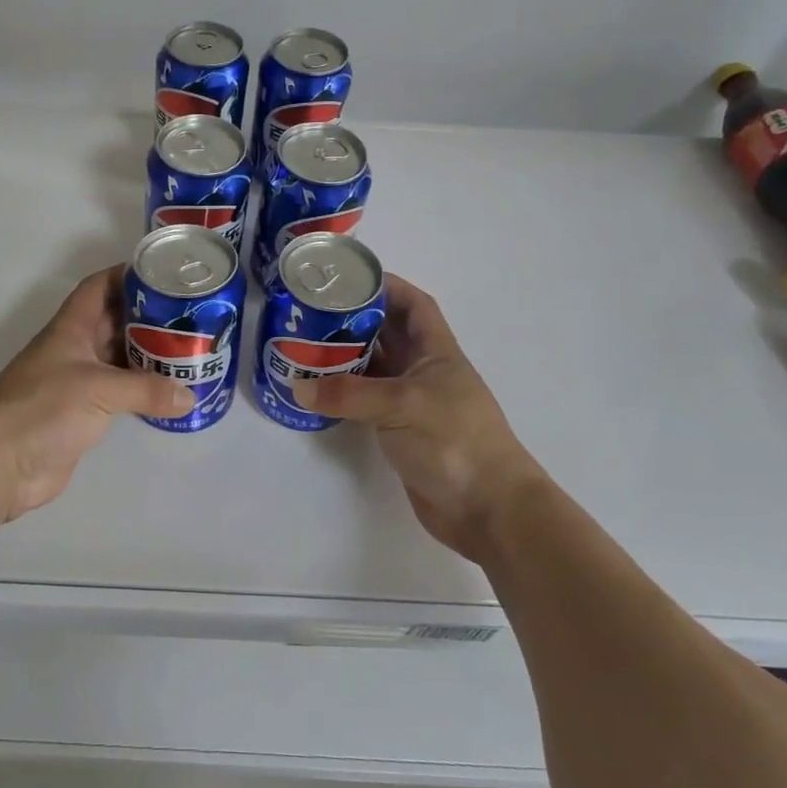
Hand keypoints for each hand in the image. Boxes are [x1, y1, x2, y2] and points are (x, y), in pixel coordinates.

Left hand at [0, 266, 192, 519]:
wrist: (0, 465)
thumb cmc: (42, 409)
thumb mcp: (98, 390)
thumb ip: (146, 390)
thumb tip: (190, 396)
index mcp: (70, 329)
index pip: (98, 288)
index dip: (126, 275)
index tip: (163, 273)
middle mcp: (74, 349)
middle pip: (114, 321)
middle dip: (148, 316)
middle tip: (189, 316)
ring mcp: (77, 382)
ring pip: (118, 358)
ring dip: (148, 354)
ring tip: (188, 350)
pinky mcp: (82, 413)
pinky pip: (118, 393)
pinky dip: (142, 390)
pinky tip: (170, 392)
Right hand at [295, 275, 549, 559]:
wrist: (487, 509)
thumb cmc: (454, 441)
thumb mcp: (402, 406)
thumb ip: (349, 394)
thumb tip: (299, 386)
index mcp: (437, 352)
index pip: (414, 305)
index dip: (387, 286)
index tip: (349, 279)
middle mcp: (424, 372)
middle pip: (388, 334)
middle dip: (355, 320)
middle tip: (312, 313)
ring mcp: (413, 403)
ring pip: (375, 369)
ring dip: (345, 358)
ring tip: (305, 347)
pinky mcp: (401, 432)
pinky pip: (367, 402)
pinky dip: (344, 395)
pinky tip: (317, 392)